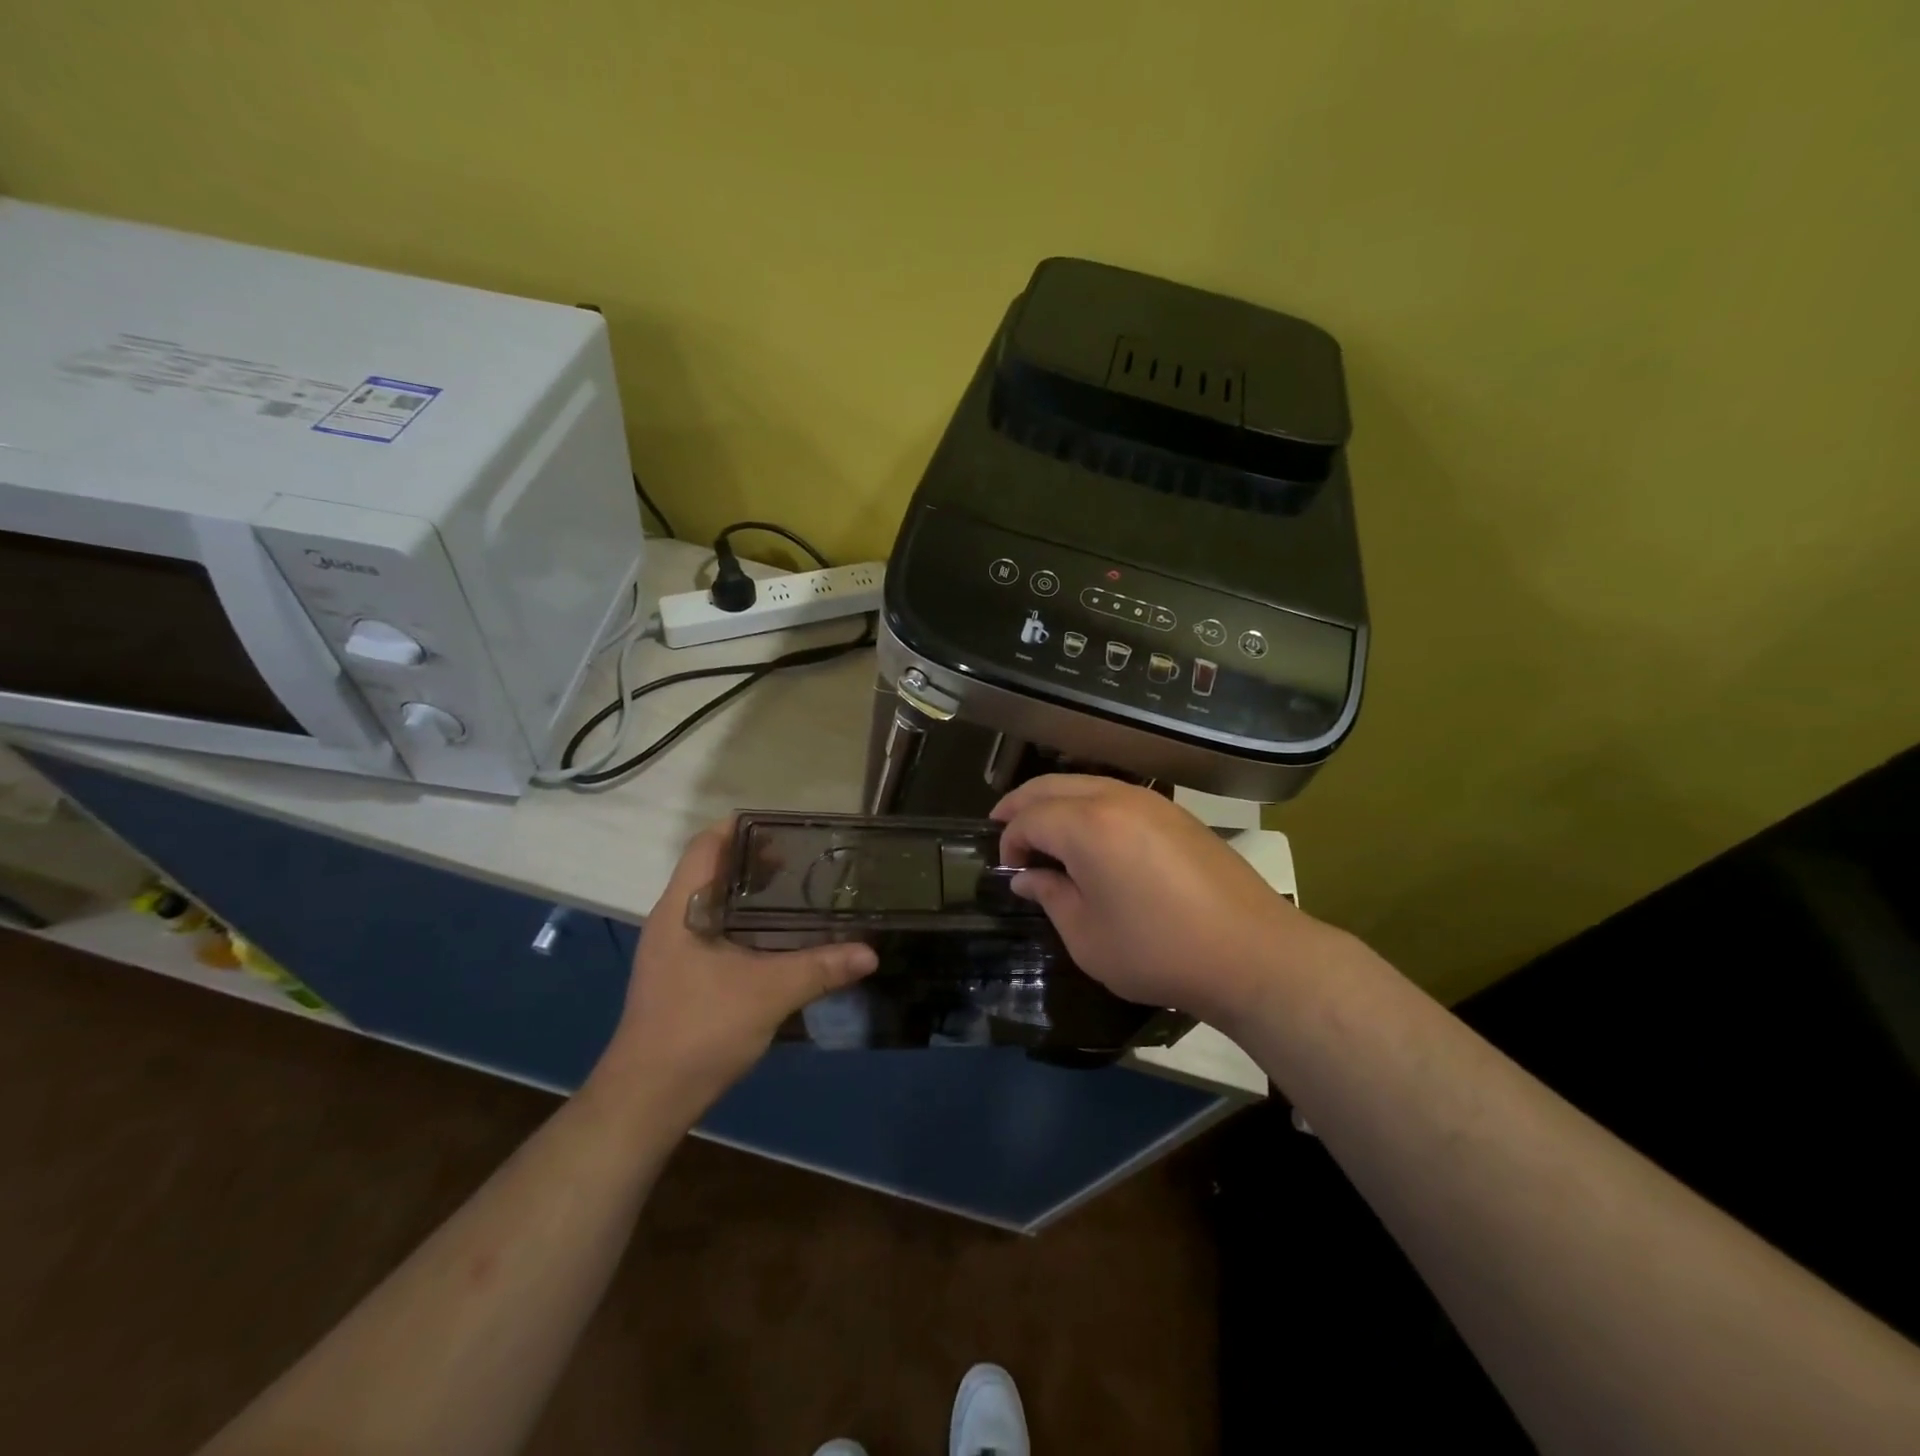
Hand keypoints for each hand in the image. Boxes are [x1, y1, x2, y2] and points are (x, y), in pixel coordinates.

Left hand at [597, 821, 876, 1112]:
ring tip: (798, 892)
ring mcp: (673, 950)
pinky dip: (746, 923)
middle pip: (712, 870)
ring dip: (751, 894)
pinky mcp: (680, 975)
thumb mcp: (769, 993)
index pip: (706, 846)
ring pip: (714, 903)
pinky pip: (715, 930)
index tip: (785, 827)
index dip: (741, 827)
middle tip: (804, 859)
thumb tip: (870, 952)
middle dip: (755, 860)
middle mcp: (672, 921)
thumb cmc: (700, 1029)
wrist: (648, 1098)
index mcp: (681, 909)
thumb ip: (821, 967)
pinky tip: (778, 939)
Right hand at [993, 775, 1328, 1024]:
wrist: (1251, 952)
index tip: (1009, 871)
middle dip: (1021, 804)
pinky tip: (1090, 833)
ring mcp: (1151, 802)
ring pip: (1086, 782)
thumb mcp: (1087, 936)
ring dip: (1056, 800)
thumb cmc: (1158, 951)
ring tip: (1042, 828)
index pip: (1029, 819)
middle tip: (1002, 825)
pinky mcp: (1176, 814)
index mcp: (1087, 826)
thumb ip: (1050, 897)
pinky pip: (1116, 794)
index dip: (1010, 842)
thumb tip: (1027, 877)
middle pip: (1052, 785)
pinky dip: (1089, 804)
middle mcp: (1116, 799)